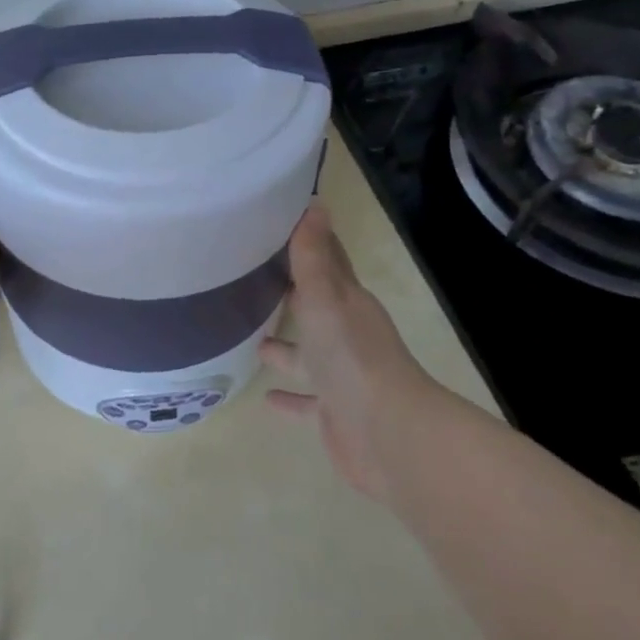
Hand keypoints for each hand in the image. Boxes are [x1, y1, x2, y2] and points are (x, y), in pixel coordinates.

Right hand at [263, 205, 439, 501]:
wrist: (388, 435)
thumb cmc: (352, 357)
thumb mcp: (325, 299)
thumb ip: (313, 257)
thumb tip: (315, 205)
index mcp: (347, 302)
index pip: (328, 262)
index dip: (310, 243)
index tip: (280, 224)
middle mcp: (345, 334)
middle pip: (315, 307)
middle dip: (291, 293)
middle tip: (253, 278)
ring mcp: (340, 374)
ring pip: (308, 354)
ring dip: (285, 346)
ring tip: (251, 337)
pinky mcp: (332, 411)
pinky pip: (306, 400)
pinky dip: (289, 397)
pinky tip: (265, 398)